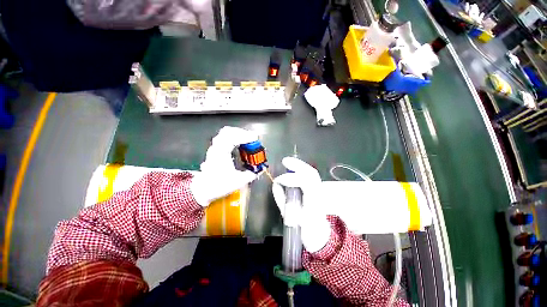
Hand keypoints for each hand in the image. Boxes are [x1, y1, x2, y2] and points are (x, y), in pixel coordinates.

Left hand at [190, 126, 258, 206]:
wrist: (203, 189)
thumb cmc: (218, 185)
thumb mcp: (238, 181)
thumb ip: (251, 174)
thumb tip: (260, 169)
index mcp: (221, 154)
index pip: (232, 138)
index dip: (245, 136)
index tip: (255, 139)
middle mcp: (216, 148)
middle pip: (228, 131)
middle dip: (242, 133)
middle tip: (252, 138)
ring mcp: (215, 148)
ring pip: (225, 133)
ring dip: (238, 134)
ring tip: (247, 140)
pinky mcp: (215, 150)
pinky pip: (225, 138)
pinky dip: (234, 137)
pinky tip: (240, 144)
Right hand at [272, 157, 331, 252]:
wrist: (320, 235)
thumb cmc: (304, 229)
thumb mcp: (289, 217)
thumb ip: (282, 199)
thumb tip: (275, 185)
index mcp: (313, 203)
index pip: (305, 184)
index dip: (290, 179)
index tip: (278, 180)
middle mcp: (319, 194)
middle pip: (311, 174)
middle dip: (297, 165)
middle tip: (285, 161)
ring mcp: (321, 190)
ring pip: (312, 173)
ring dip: (299, 165)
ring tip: (288, 162)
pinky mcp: (319, 189)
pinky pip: (311, 176)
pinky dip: (302, 170)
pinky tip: (295, 168)